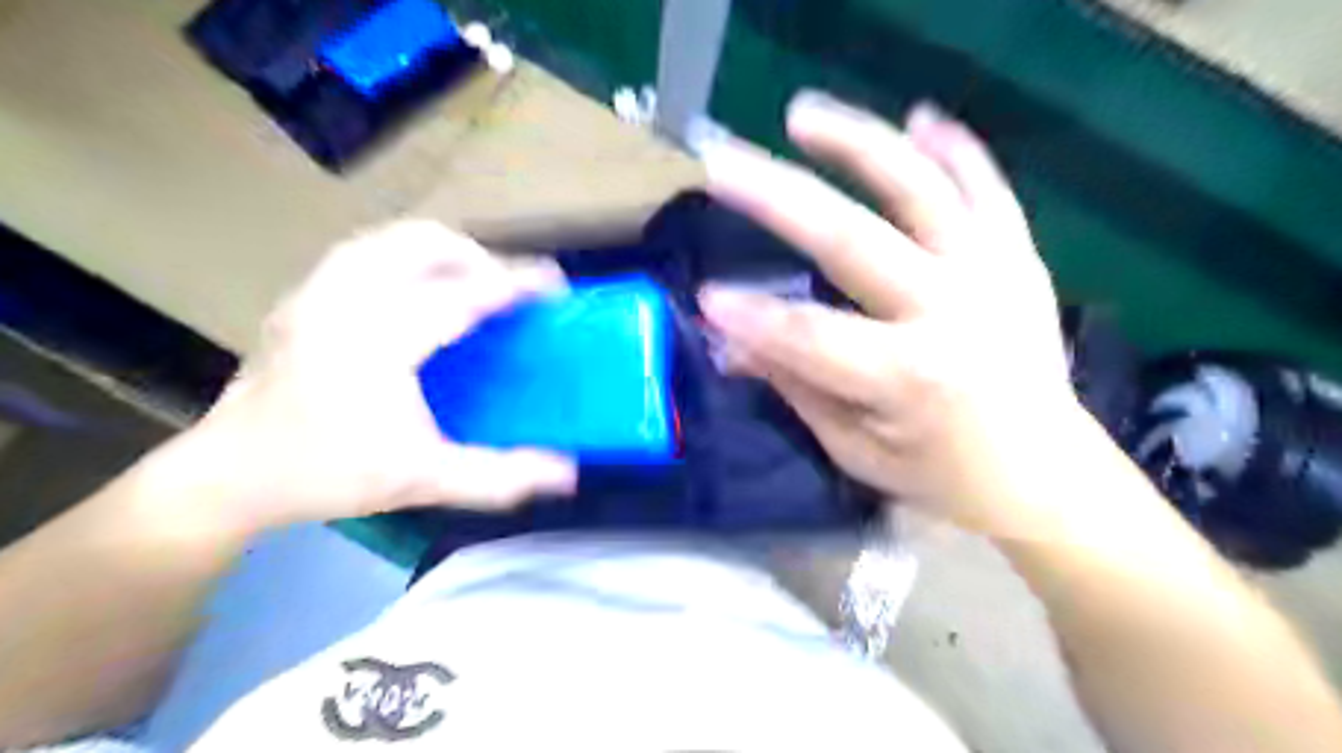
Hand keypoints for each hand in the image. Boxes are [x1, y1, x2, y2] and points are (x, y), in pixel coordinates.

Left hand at [181, 219, 577, 531]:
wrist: (228, 475)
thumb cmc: (327, 475)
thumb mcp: (423, 480)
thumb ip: (499, 476)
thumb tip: (568, 472)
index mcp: (377, 342)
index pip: (460, 295)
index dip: (513, 284)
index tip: (553, 282)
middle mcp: (343, 300)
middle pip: (421, 243)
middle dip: (476, 255)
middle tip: (506, 288)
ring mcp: (315, 291)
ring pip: (389, 239)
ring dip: (439, 252)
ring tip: (469, 282)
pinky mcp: (301, 295)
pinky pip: (365, 253)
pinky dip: (404, 258)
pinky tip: (417, 292)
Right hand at [699, 94, 1082, 529]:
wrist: (1048, 472)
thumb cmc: (942, 474)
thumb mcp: (856, 450)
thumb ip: (796, 389)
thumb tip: (731, 343)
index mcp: (911, 378)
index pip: (810, 336)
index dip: (752, 316)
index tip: (705, 295)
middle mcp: (953, 314)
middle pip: (852, 243)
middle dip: (778, 200)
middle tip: (722, 165)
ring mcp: (993, 275)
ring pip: (920, 190)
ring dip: (857, 145)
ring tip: (801, 116)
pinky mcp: (1020, 257)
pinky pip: (987, 188)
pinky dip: (953, 149)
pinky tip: (916, 118)